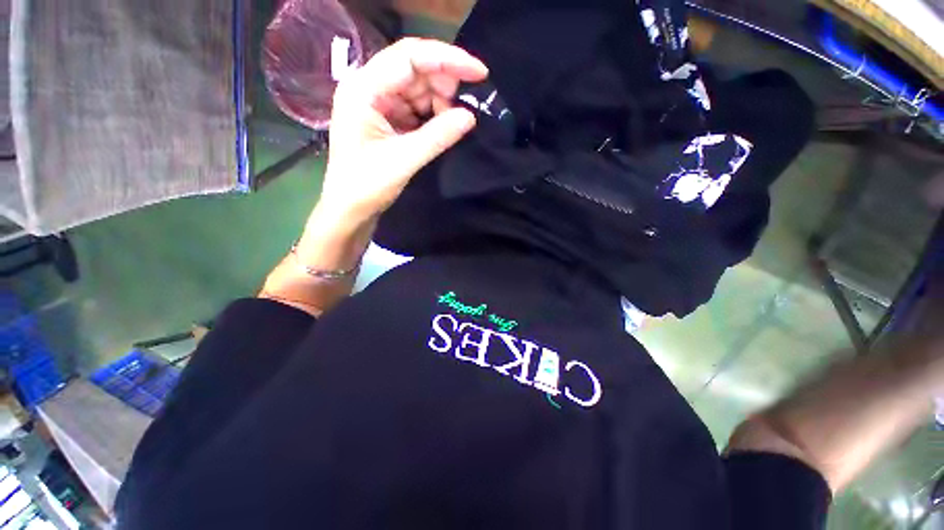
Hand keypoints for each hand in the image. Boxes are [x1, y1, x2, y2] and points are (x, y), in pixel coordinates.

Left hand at [318, 38, 487, 221]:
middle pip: (414, 69)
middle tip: (465, 110)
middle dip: (444, 85)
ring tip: (451, 126)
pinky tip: (441, 128)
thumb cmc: (367, 185)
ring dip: (439, 103)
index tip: (480, 73)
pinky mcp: (386, 117)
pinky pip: (415, 106)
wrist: (350, 208)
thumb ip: (437, 136)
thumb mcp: (404, 160)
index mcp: (363, 89)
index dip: (447, 60)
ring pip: (417, 88)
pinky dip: (432, 115)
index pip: (409, 57)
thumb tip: (470, 116)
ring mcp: (377, 102)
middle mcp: (368, 87)